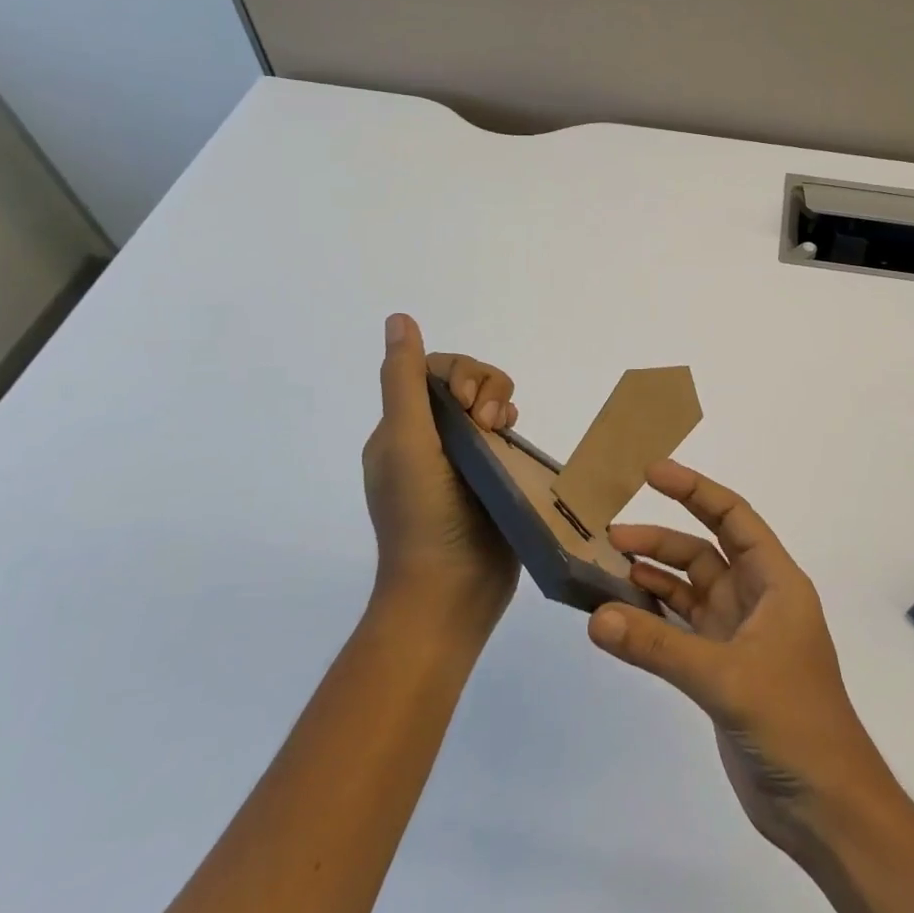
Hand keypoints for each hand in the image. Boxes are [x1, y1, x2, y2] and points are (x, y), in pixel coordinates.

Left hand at [362, 313, 520, 630]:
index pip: (433, 372)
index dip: (460, 374)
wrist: (450, 594)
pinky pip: (506, 435)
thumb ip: (404, 380)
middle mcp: (430, 439)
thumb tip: (398, 318)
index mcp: (402, 430)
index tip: (470, 405)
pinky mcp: (493, 478)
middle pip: (466, 383)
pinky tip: (514, 440)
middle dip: (486, 388)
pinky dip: (512, 428)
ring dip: (502, 404)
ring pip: (490, 405)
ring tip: (505, 431)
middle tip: (490, 422)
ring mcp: (463, 460)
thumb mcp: (406, 441)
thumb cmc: (422, 515)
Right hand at [586, 461, 894, 859]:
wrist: (825, 808)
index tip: (652, 472)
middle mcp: (757, 599)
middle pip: (705, 551)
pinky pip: (681, 629)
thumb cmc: (793, 723)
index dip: (695, 490)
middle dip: (661, 539)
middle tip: (611, 535)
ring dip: (653, 578)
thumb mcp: (726, 677)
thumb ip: (659, 646)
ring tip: (607, 570)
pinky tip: (622, 615)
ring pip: (689, 590)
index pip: (734, 517)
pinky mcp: (722, 670)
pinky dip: (653, 618)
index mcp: (775, 582)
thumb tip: (596, 616)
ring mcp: (738, 635)